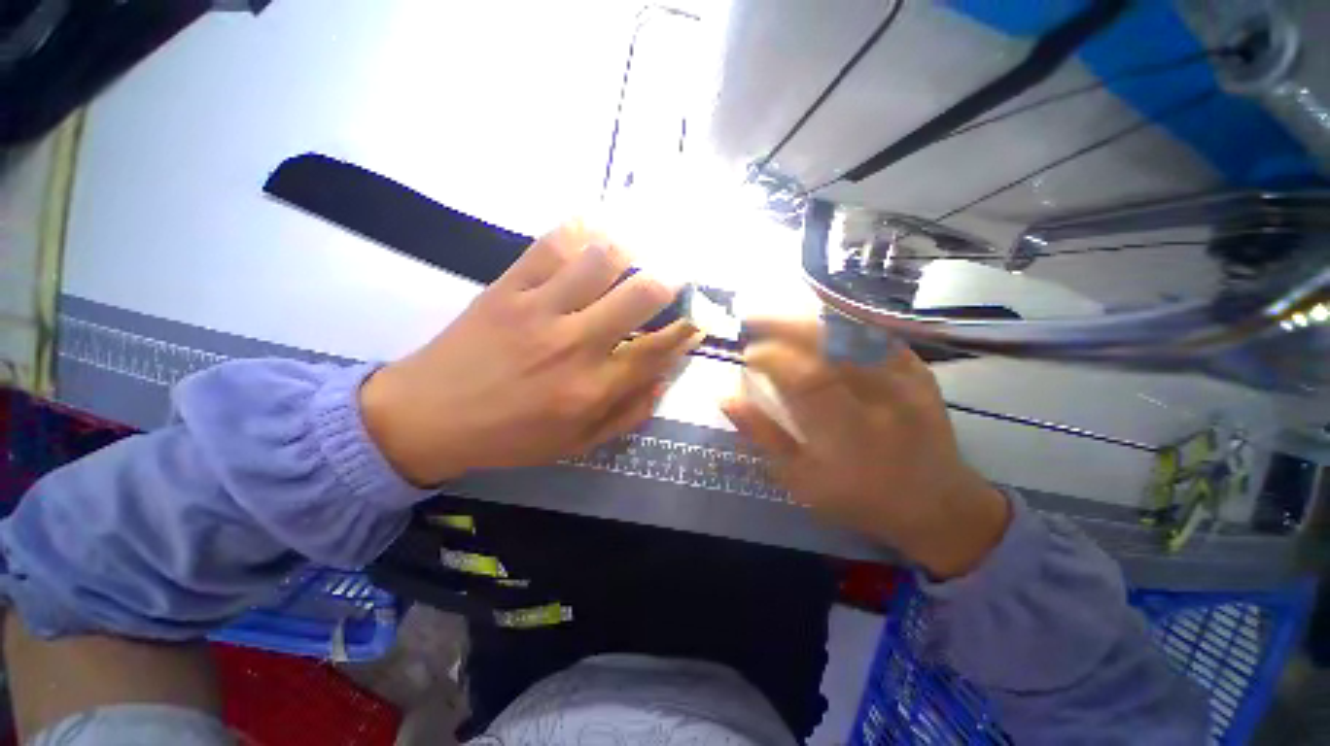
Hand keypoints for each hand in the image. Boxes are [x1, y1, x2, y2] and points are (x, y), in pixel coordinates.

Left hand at [362, 221, 702, 485]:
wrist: (429, 417)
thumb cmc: (511, 436)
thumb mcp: (578, 443)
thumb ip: (628, 413)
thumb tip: (663, 380)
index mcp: (593, 389)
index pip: (658, 349)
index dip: (687, 330)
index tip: (698, 318)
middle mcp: (575, 344)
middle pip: (641, 295)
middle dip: (670, 281)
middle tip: (675, 277)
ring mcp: (539, 310)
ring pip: (601, 260)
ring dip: (630, 251)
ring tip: (637, 251)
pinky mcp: (507, 288)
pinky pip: (550, 246)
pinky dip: (579, 231)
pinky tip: (593, 230)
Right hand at [721, 319, 1009, 578]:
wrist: (935, 504)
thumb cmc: (857, 497)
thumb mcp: (799, 478)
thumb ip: (762, 435)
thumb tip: (726, 396)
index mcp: (848, 434)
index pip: (806, 379)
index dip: (772, 358)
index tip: (748, 354)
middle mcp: (881, 400)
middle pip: (830, 344)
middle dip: (785, 324)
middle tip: (755, 318)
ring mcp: (905, 380)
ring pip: (851, 331)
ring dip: (809, 317)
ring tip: (779, 314)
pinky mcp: (918, 370)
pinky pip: (873, 333)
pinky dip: (841, 320)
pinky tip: (816, 318)